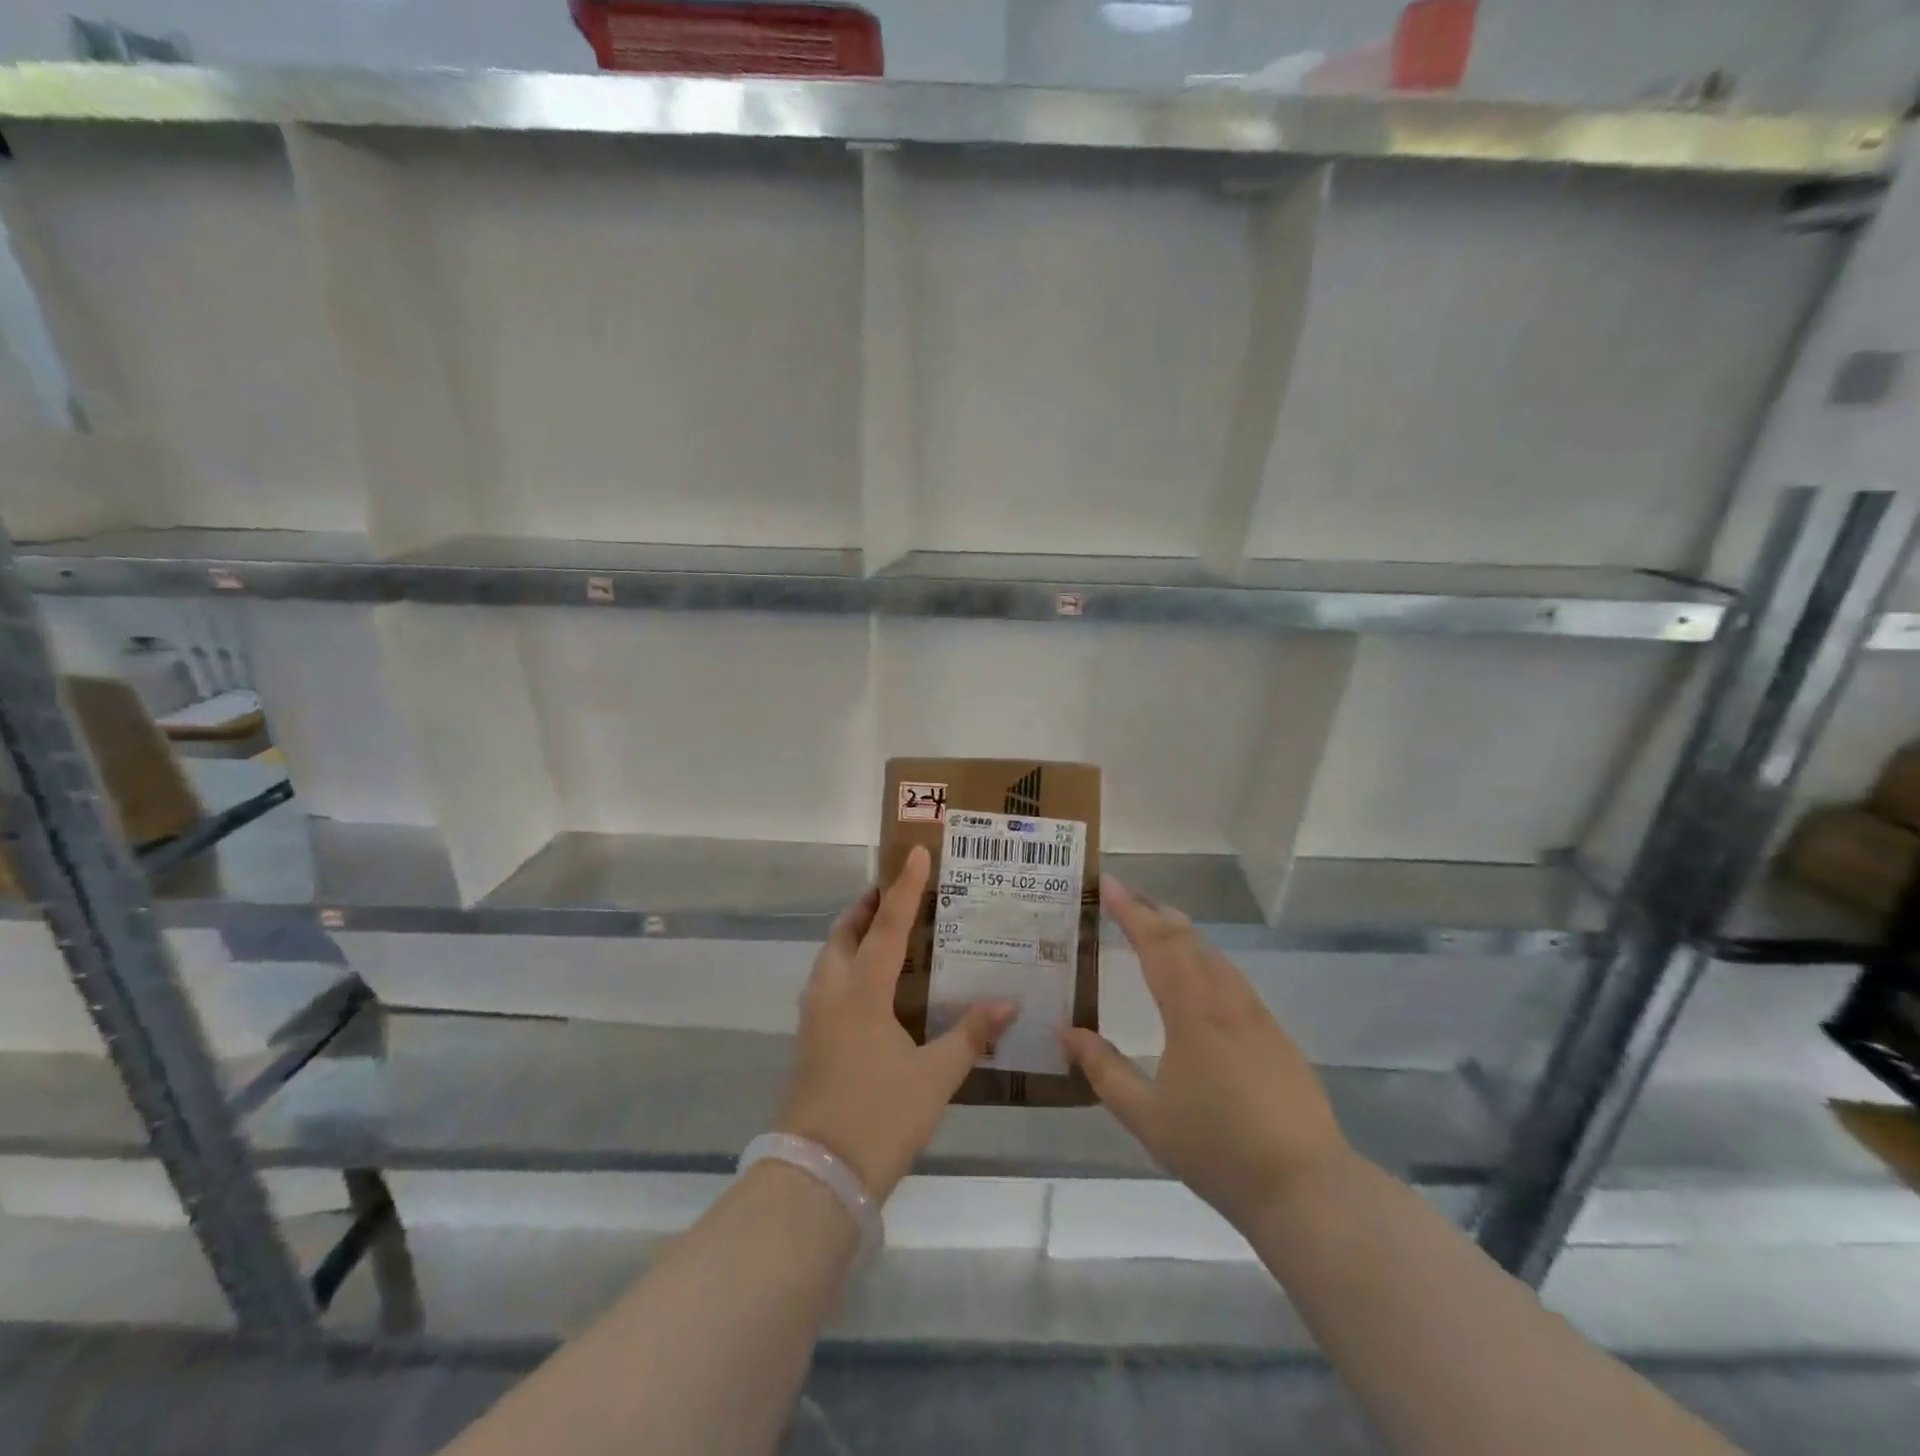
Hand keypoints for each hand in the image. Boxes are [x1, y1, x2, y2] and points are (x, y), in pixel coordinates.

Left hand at [776, 846, 1014, 1201]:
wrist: (815, 1178)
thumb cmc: (879, 1119)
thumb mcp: (934, 1078)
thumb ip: (970, 1036)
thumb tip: (1009, 1003)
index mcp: (861, 993)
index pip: (888, 927)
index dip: (905, 888)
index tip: (916, 852)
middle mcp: (831, 995)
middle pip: (845, 934)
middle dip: (867, 908)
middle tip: (894, 893)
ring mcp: (814, 1019)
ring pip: (830, 959)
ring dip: (852, 936)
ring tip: (882, 932)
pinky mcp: (809, 1043)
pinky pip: (826, 984)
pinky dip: (846, 965)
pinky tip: (869, 987)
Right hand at [1059, 875, 1349, 1230]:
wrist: (1305, 1187)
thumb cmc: (1216, 1149)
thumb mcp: (1146, 1115)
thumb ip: (1103, 1069)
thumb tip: (1064, 1030)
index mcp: (1191, 1012)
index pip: (1156, 944)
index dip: (1131, 911)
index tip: (1110, 884)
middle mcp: (1225, 1001)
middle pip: (1188, 940)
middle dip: (1156, 912)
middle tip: (1128, 898)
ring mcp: (1256, 1016)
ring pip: (1215, 956)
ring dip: (1184, 934)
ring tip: (1159, 926)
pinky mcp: (1276, 1036)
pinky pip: (1233, 979)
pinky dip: (1207, 960)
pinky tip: (1202, 976)